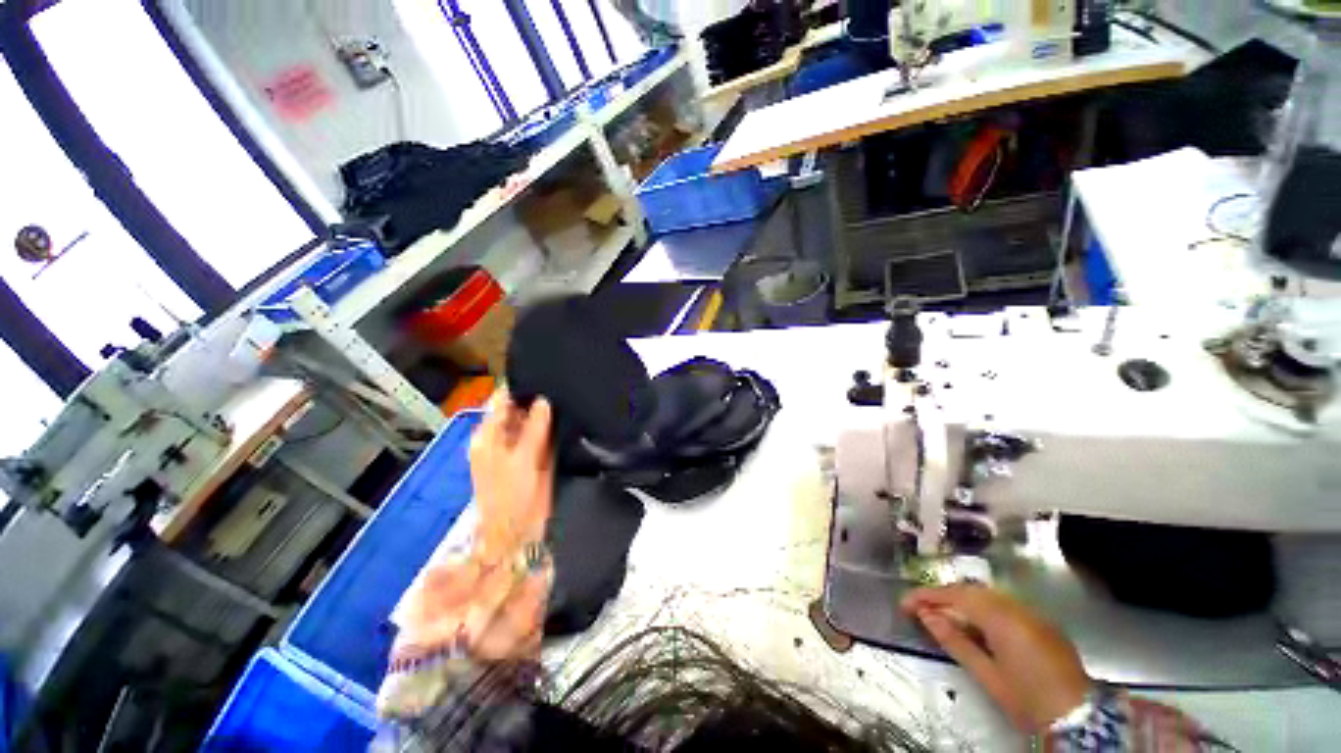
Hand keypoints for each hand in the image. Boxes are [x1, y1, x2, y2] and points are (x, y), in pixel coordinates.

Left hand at [469, 390, 554, 557]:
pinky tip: (569, 416)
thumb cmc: (511, 496)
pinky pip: (546, 435)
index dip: (519, 388)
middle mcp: (503, 438)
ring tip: (567, 394)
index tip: (541, 373)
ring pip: (534, 422)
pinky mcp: (536, 457)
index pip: (501, 402)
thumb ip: (534, 428)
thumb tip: (543, 401)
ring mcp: (520, 447)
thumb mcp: (522, 459)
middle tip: (559, 383)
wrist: (519, 532)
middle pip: (519, 410)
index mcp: (488, 436)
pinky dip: (554, 427)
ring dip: (547, 413)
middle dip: (536, 399)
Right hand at [901, 585, 1091, 732]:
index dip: (927, 596)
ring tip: (941, 616)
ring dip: (961, 602)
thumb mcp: (987, 675)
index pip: (956, 595)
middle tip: (919, 609)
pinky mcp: (1042, 624)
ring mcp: (1033, 614)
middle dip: (942, 596)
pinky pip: (1004, 606)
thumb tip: (926, 616)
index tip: (904, 603)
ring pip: (987, 596)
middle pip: (971, 591)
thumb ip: (955, 641)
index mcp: (1003, 619)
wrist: (1080, 719)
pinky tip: (973, 625)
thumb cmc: (1028, 701)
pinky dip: (981, 610)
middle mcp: (1018, 608)